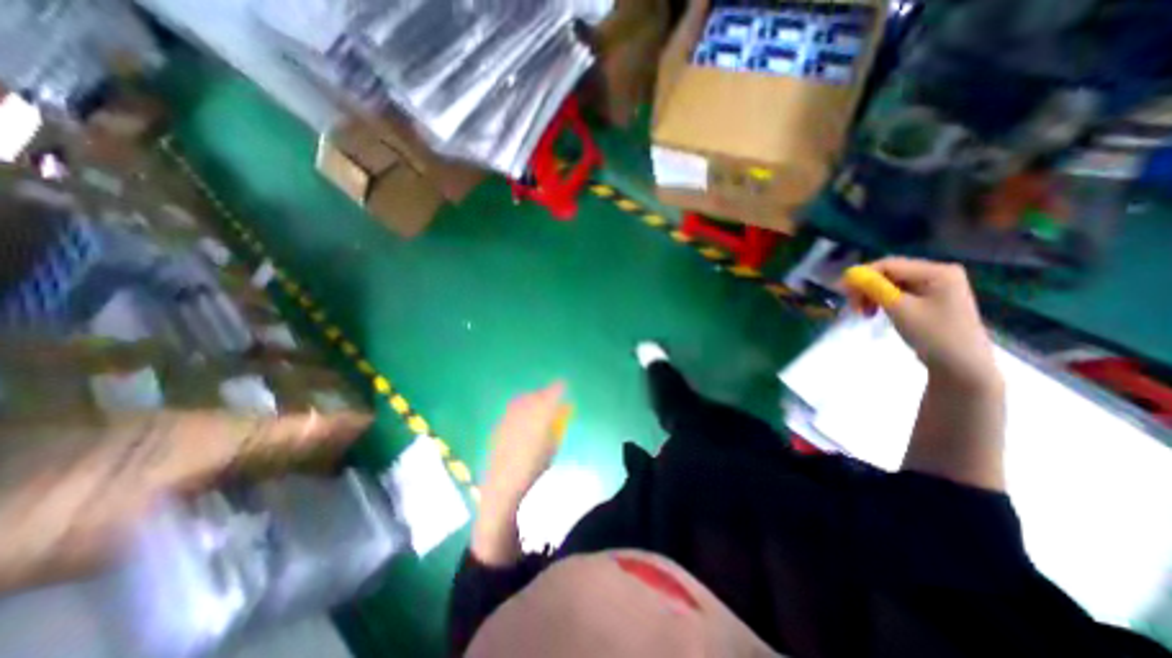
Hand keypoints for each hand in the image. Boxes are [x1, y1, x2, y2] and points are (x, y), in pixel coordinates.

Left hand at [479, 380, 564, 512]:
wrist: (504, 480)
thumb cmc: (534, 465)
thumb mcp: (552, 446)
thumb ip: (557, 426)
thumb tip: (562, 411)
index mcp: (542, 414)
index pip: (553, 393)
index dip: (559, 387)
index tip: (563, 384)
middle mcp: (526, 409)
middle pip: (537, 394)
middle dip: (545, 393)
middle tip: (551, 398)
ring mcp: (511, 414)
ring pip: (523, 398)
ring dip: (532, 398)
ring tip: (537, 406)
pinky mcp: (500, 421)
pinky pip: (513, 408)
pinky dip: (520, 408)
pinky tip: (522, 418)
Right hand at [848, 255, 1003, 391]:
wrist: (962, 366)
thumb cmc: (933, 335)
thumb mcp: (899, 309)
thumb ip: (874, 288)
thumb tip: (849, 274)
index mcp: (937, 271)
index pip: (888, 265)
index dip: (862, 276)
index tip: (841, 293)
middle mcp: (938, 273)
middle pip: (889, 273)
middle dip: (867, 288)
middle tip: (853, 307)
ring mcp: (935, 287)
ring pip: (891, 284)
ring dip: (872, 295)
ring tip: (864, 313)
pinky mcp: (929, 299)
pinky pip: (898, 293)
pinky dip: (882, 301)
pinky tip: (876, 312)